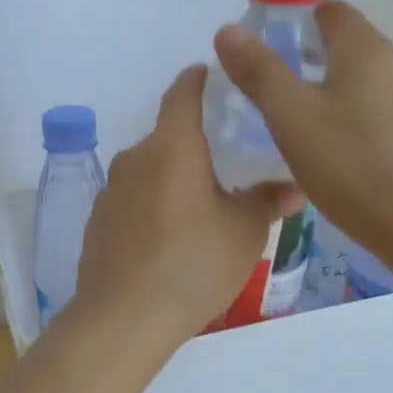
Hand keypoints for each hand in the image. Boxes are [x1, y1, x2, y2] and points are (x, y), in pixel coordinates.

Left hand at [74, 65, 302, 342]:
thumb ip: (267, 201)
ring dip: (173, 179)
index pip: (183, 93)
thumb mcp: (245, 231)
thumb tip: (295, 188)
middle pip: (167, 137)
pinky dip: (152, 207)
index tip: (213, 76)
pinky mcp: (97, 223)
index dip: (199, 80)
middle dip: (195, 145)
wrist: (124, 316)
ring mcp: (110, 191)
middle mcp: (135, 158)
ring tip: (201, 209)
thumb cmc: (194, 262)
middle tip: (227, 164)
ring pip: (149, 172)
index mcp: (172, 146)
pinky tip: (169, 240)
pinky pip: (132, 201)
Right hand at [212, 0, 392, 260]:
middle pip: (346, 44)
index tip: (262, 38)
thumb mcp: (290, 115)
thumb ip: (258, 70)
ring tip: (292, 117)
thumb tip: (228, 30)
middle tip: (267, 81)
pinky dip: (348, 115)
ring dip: (327, 87)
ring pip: (360, 81)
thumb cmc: (349, 163)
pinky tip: (329, 148)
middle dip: (306, 53)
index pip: (330, 9)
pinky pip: (374, 111)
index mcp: (366, 49)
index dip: (294, 15)